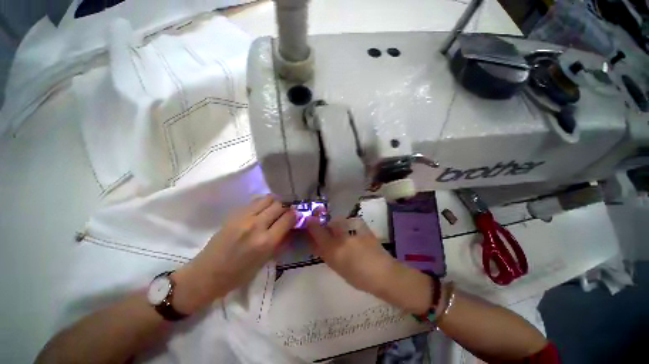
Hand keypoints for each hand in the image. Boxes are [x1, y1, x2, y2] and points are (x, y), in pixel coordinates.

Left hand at [173, 195, 296, 313]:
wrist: (207, 273)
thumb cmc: (239, 274)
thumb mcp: (265, 261)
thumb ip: (280, 241)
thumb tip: (291, 227)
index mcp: (266, 242)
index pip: (288, 218)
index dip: (295, 215)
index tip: (296, 216)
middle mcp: (257, 225)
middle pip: (279, 205)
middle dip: (286, 207)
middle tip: (285, 213)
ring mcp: (244, 217)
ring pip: (268, 199)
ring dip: (275, 202)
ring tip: (274, 209)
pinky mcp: (234, 214)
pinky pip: (255, 201)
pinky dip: (263, 203)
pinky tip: (261, 210)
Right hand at [306, 215, 432, 313]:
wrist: (384, 274)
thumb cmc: (359, 277)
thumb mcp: (337, 267)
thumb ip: (324, 253)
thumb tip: (314, 242)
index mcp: (334, 250)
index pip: (317, 231)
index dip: (311, 224)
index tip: (308, 222)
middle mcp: (343, 237)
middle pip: (329, 223)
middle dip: (326, 225)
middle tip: (328, 232)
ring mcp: (354, 231)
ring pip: (340, 221)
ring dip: (338, 225)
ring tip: (343, 233)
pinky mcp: (364, 228)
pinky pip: (351, 222)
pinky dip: (348, 225)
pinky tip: (353, 233)